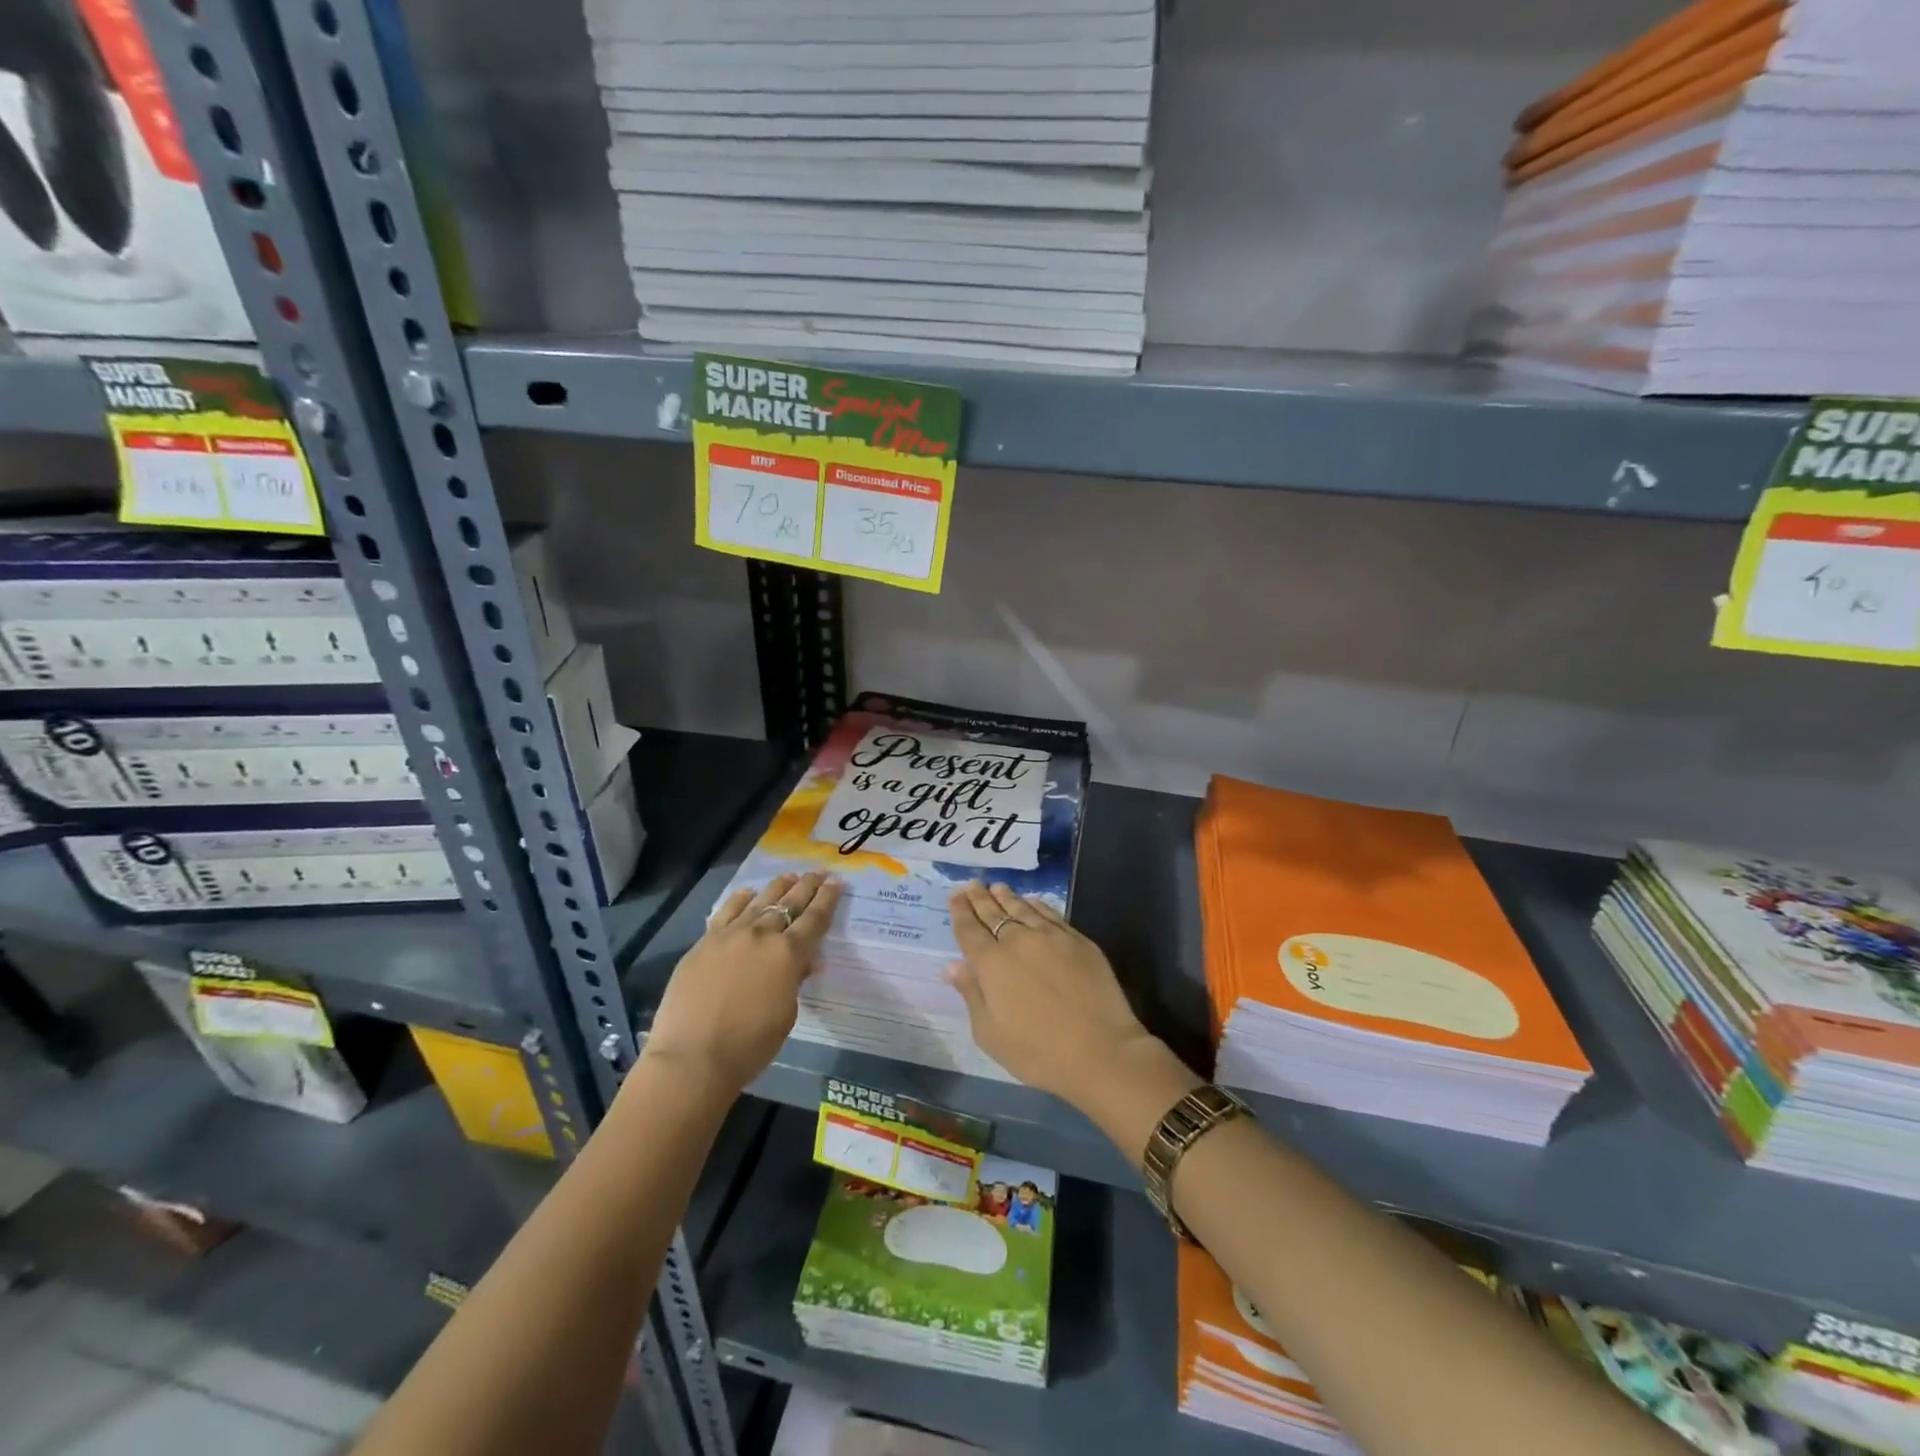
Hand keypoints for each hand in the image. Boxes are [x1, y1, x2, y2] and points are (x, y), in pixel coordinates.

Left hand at [642, 871, 839, 1097]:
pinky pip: (726, 912)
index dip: (828, 899)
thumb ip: (794, 981)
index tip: (837, 882)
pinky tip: (748, 893)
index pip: (815, 919)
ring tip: (789, 876)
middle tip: (819, 872)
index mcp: (788, 954)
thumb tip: (802, 963)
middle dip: (807, 886)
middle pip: (789, 903)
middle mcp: (762, 935)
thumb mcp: (786, 1014)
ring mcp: (730, 935)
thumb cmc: (749, 1045)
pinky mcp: (704, 942)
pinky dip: (740, 900)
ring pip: (759, 901)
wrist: (692, 1057)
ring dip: (778, 887)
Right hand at [945, 881, 1167, 1111]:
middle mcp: (1018, 941)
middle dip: (980, 898)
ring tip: (997, 887)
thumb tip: (953, 965)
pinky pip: (1051, 914)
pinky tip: (1032, 902)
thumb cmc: (1038, 1052)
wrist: (1101, 1051)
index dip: (960, 912)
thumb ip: (972, 994)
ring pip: (1022, 909)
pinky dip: (1037, 906)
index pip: (969, 930)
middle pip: (994, 913)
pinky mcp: (1078, 940)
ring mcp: (1051, 936)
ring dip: (1006, 897)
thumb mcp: (990, 1034)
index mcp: (991, 964)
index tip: (955, 895)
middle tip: (972, 884)